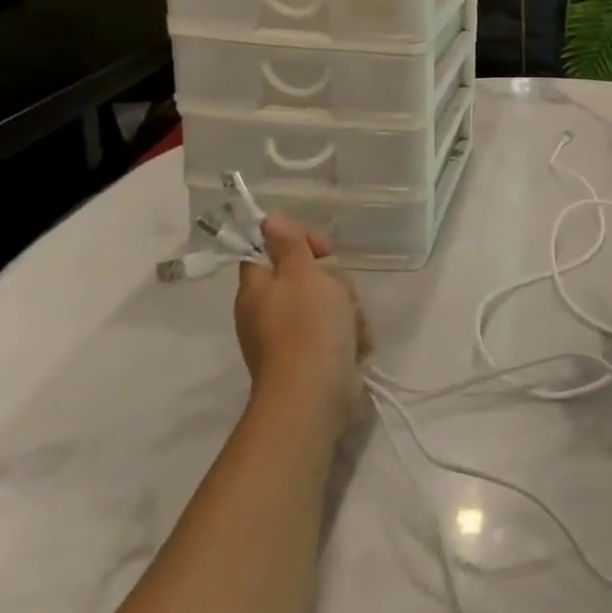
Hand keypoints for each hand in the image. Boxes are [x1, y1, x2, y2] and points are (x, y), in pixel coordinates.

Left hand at [234, 217, 367, 438]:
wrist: (314, 393)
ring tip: (352, 322)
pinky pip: (330, 334)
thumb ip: (288, 245)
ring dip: (344, 309)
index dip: (295, 243)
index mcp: (256, 289)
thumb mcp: (302, 274)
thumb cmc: (308, 325)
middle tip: (340, 290)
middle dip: (329, 281)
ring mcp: (285, 340)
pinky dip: (346, 335)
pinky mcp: (307, 360)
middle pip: (301, 280)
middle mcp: (263, 313)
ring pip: (322, 306)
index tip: (323, 248)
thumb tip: (268, 219)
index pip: (266, 252)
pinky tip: (355, 343)